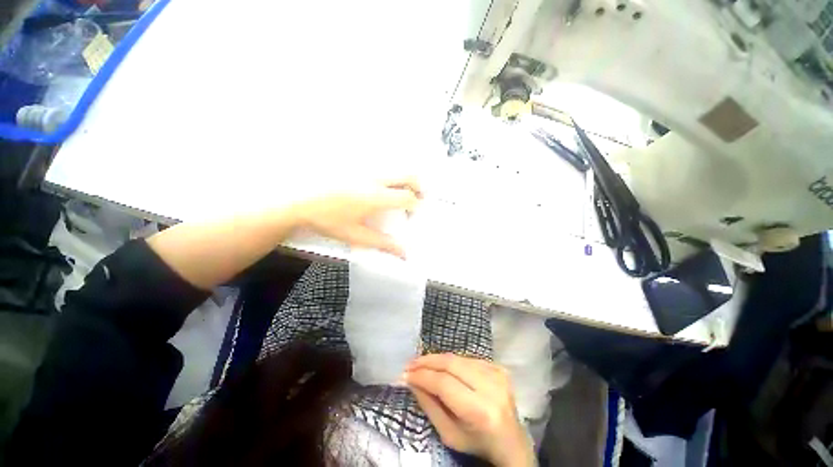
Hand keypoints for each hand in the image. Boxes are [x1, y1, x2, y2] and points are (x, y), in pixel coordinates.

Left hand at [293, 178, 421, 258]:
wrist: (296, 199)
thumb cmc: (326, 220)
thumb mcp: (356, 235)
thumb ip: (383, 243)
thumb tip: (404, 254)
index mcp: (376, 197)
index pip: (407, 197)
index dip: (416, 205)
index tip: (415, 212)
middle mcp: (374, 178)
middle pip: (408, 175)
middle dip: (418, 186)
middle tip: (417, 197)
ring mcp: (365, 168)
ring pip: (395, 168)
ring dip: (404, 179)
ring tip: (400, 193)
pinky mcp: (356, 164)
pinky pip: (381, 166)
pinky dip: (389, 175)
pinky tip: (380, 186)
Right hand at [404, 354, 534, 466]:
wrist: (512, 442)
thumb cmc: (478, 444)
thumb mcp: (449, 435)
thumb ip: (430, 406)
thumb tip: (412, 382)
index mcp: (480, 411)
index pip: (444, 383)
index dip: (423, 376)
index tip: (405, 374)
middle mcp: (491, 387)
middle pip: (451, 364)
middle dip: (427, 361)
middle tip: (410, 363)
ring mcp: (497, 374)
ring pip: (458, 358)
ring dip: (437, 359)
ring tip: (422, 363)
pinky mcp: (499, 367)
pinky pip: (468, 358)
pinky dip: (452, 361)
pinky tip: (442, 366)